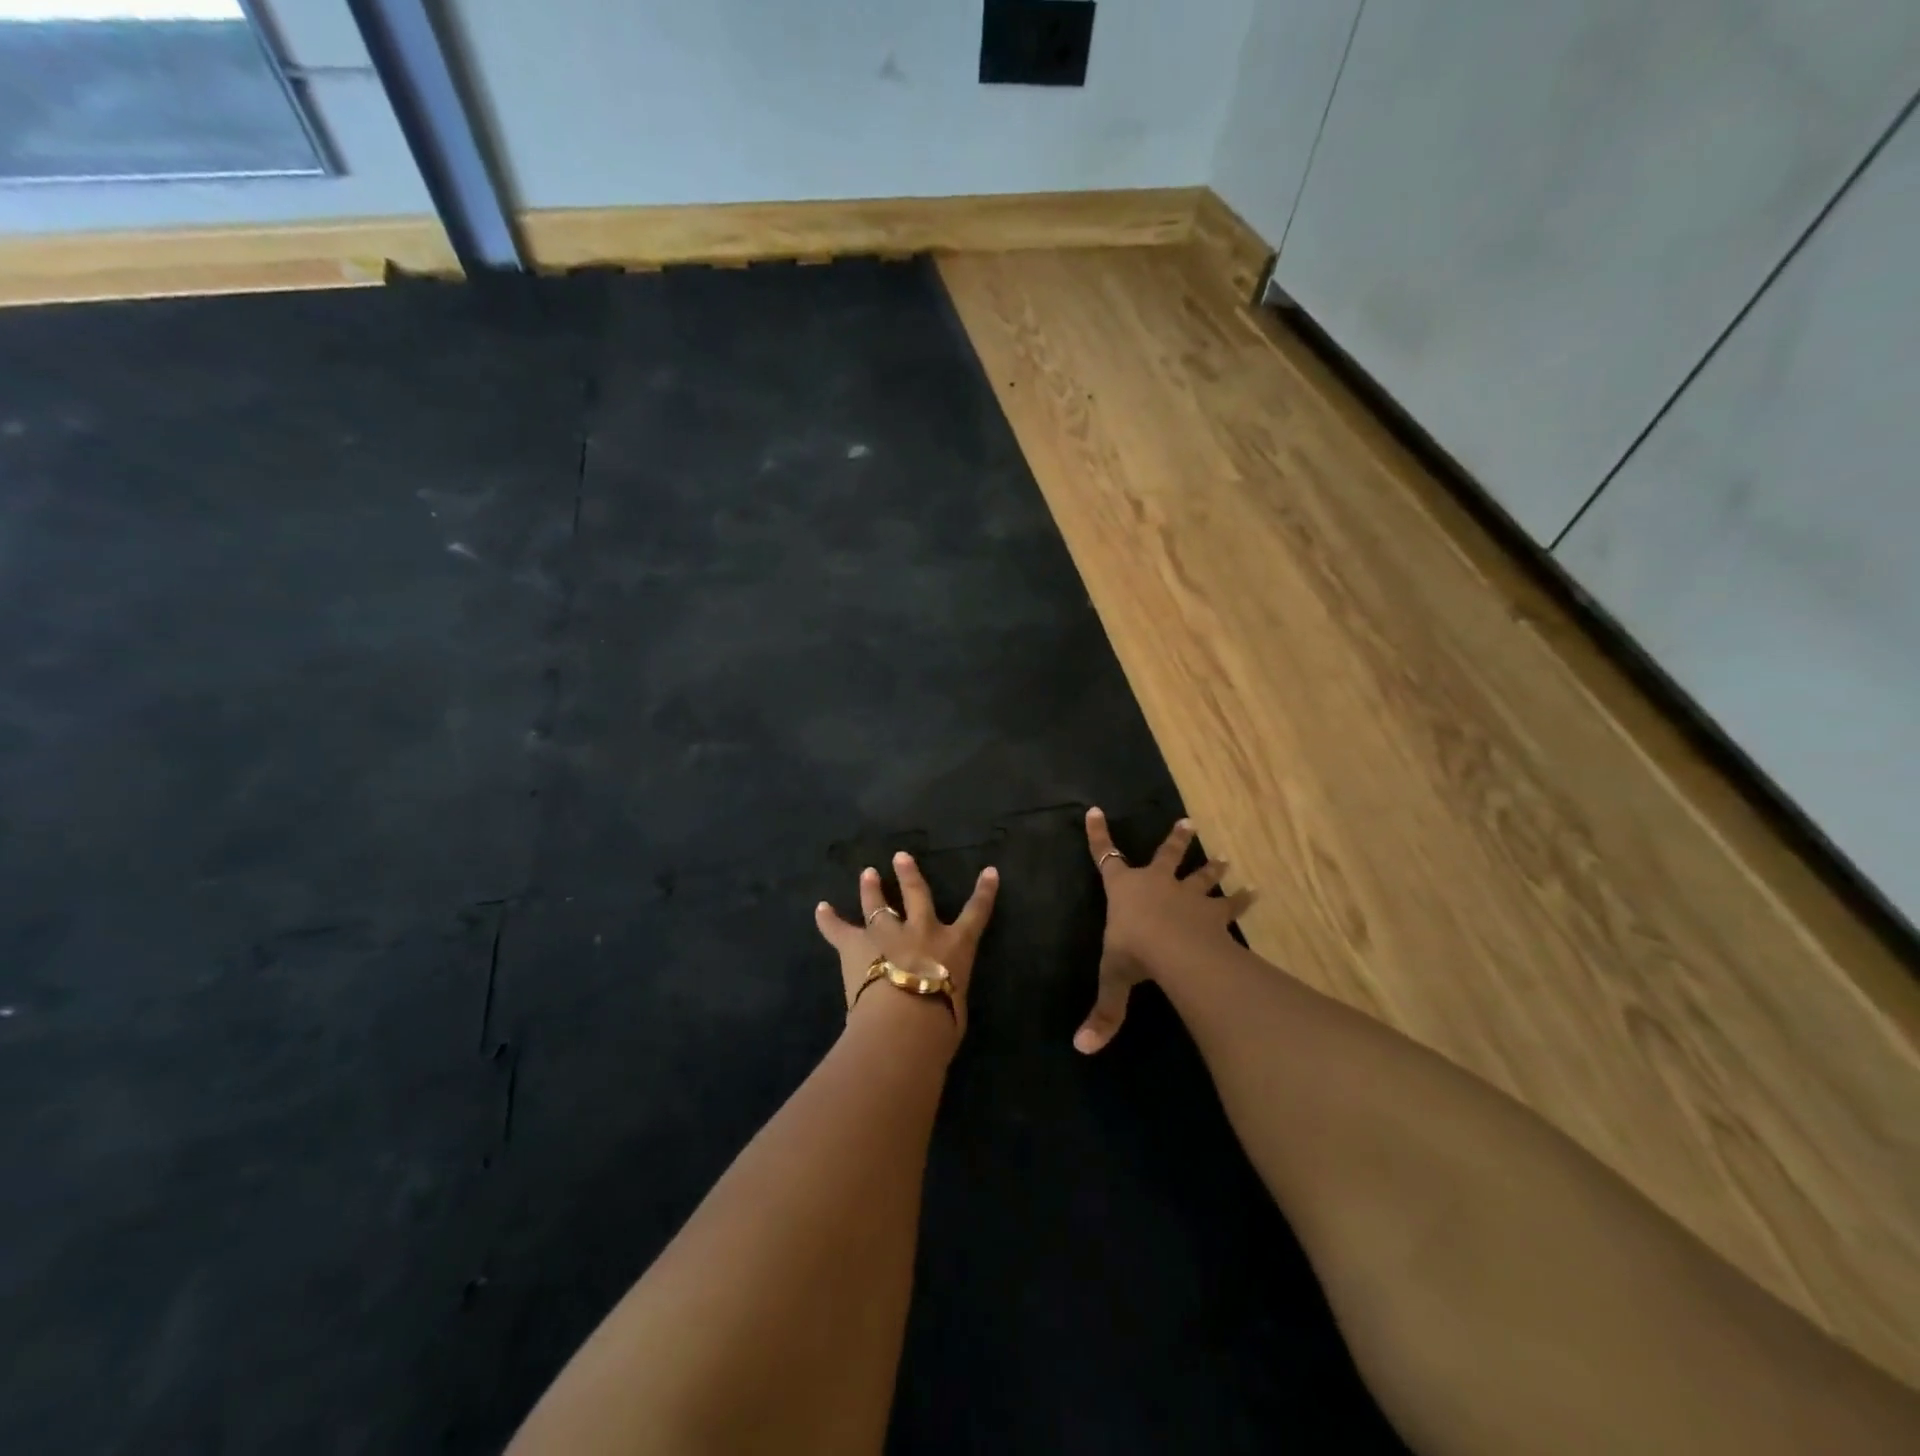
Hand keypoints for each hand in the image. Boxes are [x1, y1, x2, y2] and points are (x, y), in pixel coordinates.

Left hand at [815, 851, 999, 1039]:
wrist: (904, 1021)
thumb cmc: (941, 1022)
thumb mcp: (956, 1007)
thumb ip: (947, 995)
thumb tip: (941, 1003)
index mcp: (954, 946)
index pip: (976, 913)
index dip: (984, 892)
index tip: (990, 871)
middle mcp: (921, 930)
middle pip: (916, 893)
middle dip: (909, 874)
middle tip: (900, 856)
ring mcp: (887, 934)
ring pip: (878, 904)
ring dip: (871, 888)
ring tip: (866, 873)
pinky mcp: (856, 946)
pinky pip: (838, 930)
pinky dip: (828, 920)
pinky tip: (821, 909)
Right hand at [1075, 808, 1253, 1053]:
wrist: (1174, 947)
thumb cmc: (1134, 950)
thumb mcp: (1112, 979)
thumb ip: (1104, 1012)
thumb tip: (1081, 1048)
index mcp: (1124, 889)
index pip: (1104, 856)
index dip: (1098, 835)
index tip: (1095, 810)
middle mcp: (1156, 884)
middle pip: (1165, 856)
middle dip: (1175, 841)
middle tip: (1189, 823)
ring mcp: (1187, 895)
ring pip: (1200, 876)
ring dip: (1212, 868)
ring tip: (1227, 858)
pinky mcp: (1213, 913)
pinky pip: (1229, 905)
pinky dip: (1243, 899)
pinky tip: (1258, 892)